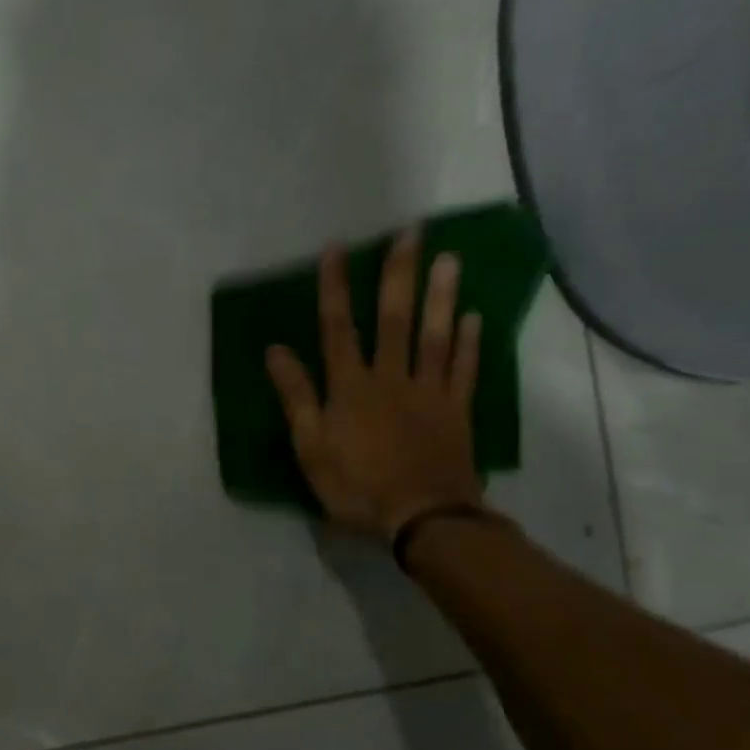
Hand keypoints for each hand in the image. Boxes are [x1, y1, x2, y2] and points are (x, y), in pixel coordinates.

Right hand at [265, 231, 484, 539]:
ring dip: (440, 295)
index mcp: (350, 388)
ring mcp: (429, 391)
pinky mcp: (457, 410)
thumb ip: (297, 397)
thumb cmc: (357, 485)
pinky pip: (464, 369)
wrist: (424, 517)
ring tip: (448, 258)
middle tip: (410, 232)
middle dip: (398, 274)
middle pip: (394, 319)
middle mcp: (391, 378)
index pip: (338, 328)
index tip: (336, 249)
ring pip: (435, 335)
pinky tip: (473, 315)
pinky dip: (470, 341)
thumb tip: (276, 350)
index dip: (335, 287)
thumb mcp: (311, 447)